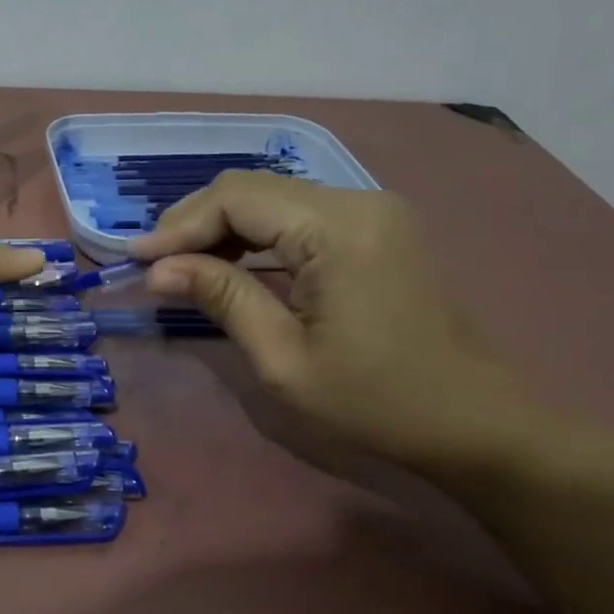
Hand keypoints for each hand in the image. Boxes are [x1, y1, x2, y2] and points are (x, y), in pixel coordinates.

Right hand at [133, 173, 536, 476]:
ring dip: (222, 228)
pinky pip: (299, 216)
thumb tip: (158, 269)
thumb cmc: (377, 402)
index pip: (237, 198)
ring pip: (274, 199)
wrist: (477, 424)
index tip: (136, 261)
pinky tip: (231, 265)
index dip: (179, 225)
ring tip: (182, 268)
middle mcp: (358, 201)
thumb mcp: (284, 359)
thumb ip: (222, 298)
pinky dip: (256, 236)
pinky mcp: (376, 230)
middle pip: (253, 189)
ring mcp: (373, 212)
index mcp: (338, 228)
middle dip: (195, 223)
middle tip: (154, 265)